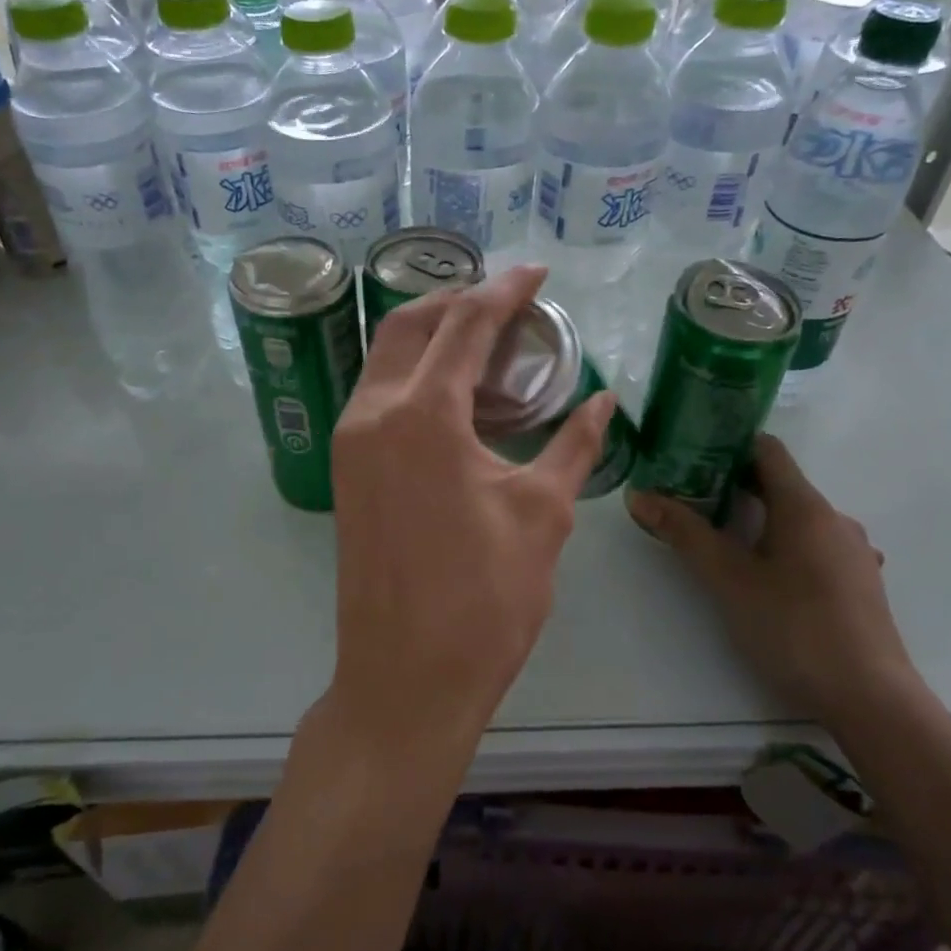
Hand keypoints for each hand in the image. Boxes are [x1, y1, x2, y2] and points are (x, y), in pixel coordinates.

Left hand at [323, 266, 617, 770]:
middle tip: (509, 301)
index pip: (465, 326)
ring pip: (385, 358)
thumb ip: (573, 445)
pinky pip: (377, 394)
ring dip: (431, 335)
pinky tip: (453, 392)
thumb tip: (603, 402)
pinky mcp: (347, 471)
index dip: (505, 291)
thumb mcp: (542, 515)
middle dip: (458, 300)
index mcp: (422, 416)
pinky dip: (413, 374)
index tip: (538, 272)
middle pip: (409, 326)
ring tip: (484, 339)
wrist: (406, 679)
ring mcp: (350, 443)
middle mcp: (373, 414)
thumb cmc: (484, 599)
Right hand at [625, 435, 921, 730]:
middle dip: (734, 486)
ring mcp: (852, 551)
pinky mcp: (859, 583)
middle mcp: (834, 518)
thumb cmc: (794, 629)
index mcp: (805, 506)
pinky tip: (767, 577)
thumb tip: (639, 495)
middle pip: (780, 484)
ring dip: (760, 519)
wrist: (871, 700)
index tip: (689, 455)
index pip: (766, 449)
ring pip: (798, 518)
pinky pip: (815, 546)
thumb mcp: (728, 580)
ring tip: (722, 540)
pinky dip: (785, 545)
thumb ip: (684, 533)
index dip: (727, 445)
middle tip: (690, 499)